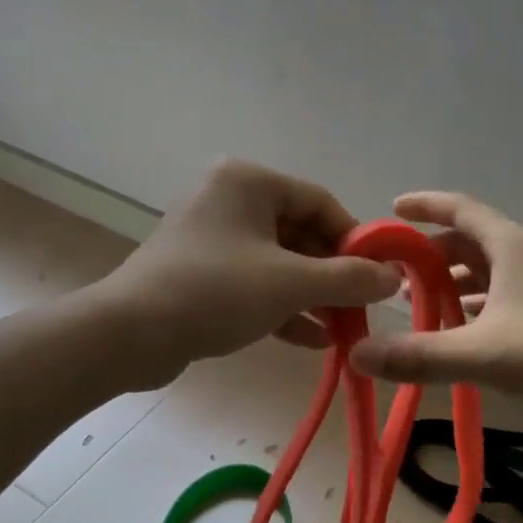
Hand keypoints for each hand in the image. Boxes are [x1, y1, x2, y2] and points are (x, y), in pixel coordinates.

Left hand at [98, 160, 399, 386]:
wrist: (130, 334)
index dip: (355, 241)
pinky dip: (282, 306)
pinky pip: (253, 282)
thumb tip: (393, 278)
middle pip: (300, 233)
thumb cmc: (216, 291)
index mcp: (249, 182)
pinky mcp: (200, 272)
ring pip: (278, 262)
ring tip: (344, 329)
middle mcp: (229, 199)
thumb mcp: (291, 283)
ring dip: (312, 296)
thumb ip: (349, 278)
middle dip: (333, 275)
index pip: (321, 203)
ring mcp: (212, 237)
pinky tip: (314, 340)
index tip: (379, 276)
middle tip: (362, 308)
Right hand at [348, 192, 522, 418]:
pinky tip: (456, 335)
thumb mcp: (486, 355)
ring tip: (414, 306)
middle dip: (431, 254)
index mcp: (514, 247)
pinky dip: (474, 311)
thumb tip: (356, 354)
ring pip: (487, 274)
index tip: (391, 210)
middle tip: (391, 275)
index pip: (462, 209)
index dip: (426, 205)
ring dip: (452, 285)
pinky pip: (502, 301)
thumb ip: (420, 355)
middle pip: (471, 242)